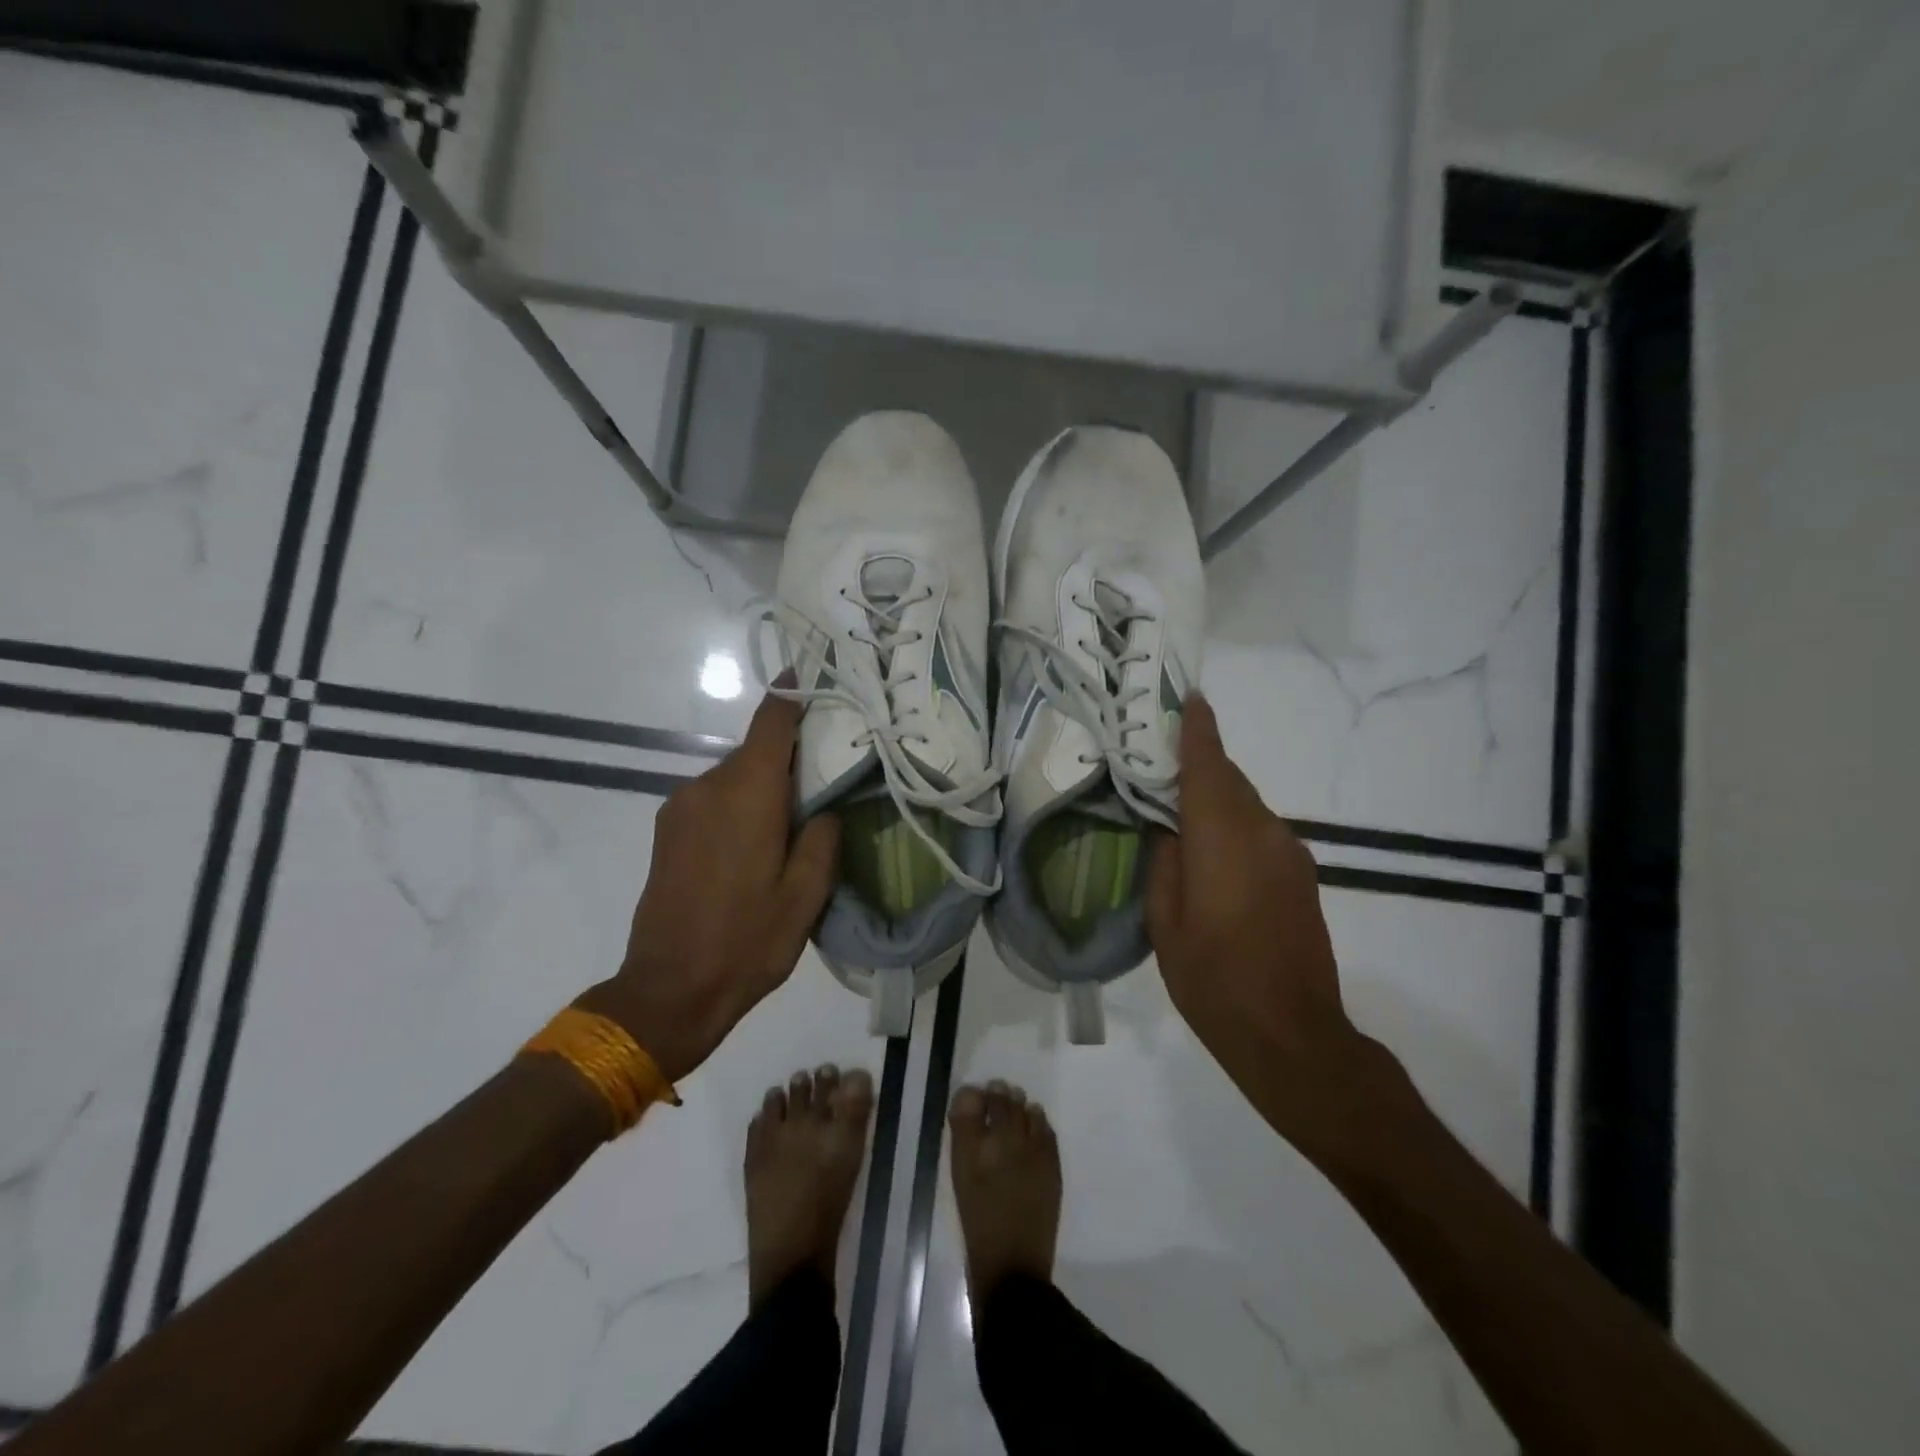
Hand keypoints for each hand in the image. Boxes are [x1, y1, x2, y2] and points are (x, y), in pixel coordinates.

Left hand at [577, 688, 839, 1082]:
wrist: (668, 990)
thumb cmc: (747, 941)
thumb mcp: (806, 896)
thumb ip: (823, 837)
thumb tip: (825, 806)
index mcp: (748, 795)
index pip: (770, 723)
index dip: (791, 695)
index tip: (812, 676)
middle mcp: (708, 787)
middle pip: (755, 751)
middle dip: (788, 757)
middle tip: (823, 779)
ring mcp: (680, 807)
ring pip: (734, 777)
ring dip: (763, 786)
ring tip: (790, 824)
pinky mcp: (667, 830)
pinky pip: (712, 798)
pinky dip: (738, 804)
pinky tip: (753, 845)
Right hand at [1146, 696, 1385, 1148]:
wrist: (1294, 1035)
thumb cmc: (1214, 981)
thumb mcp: (1165, 924)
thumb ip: (1165, 864)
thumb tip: (1170, 831)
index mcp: (1222, 840)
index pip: (1209, 768)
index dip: (1198, 731)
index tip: (1189, 698)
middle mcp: (1264, 834)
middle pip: (1230, 781)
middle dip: (1200, 766)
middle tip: (1162, 765)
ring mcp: (1290, 855)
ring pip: (1247, 807)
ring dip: (1217, 800)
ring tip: (1181, 815)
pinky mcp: (1303, 877)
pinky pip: (1262, 832)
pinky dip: (1235, 827)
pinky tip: (1214, 855)